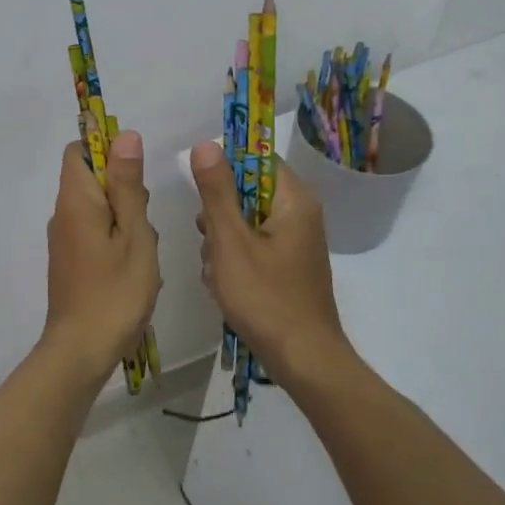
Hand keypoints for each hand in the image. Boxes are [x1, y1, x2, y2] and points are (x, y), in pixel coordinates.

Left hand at [43, 131, 161, 374]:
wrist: (81, 350)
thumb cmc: (115, 291)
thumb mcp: (134, 234)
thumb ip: (128, 184)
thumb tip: (124, 135)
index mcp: (75, 200)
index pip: (78, 150)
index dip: (106, 149)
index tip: (136, 174)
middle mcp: (62, 214)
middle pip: (91, 178)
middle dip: (124, 189)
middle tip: (144, 220)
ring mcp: (64, 239)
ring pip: (98, 208)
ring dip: (125, 218)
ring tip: (142, 250)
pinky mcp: (69, 260)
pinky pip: (94, 232)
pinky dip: (116, 239)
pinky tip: (134, 267)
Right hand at [190, 140, 350, 380]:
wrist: (303, 360)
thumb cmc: (265, 297)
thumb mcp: (230, 241)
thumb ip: (216, 192)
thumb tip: (206, 144)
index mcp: (294, 200)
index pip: (257, 158)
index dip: (224, 167)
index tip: (200, 189)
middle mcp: (300, 214)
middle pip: (247, 191)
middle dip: (219, 215)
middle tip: (210, 242)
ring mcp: (294, 242)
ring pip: (244, 221)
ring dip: (221, 241)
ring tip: (216, 271)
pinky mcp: (287, 265)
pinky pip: (251, 246)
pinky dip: (233, 260)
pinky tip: (223, 285)